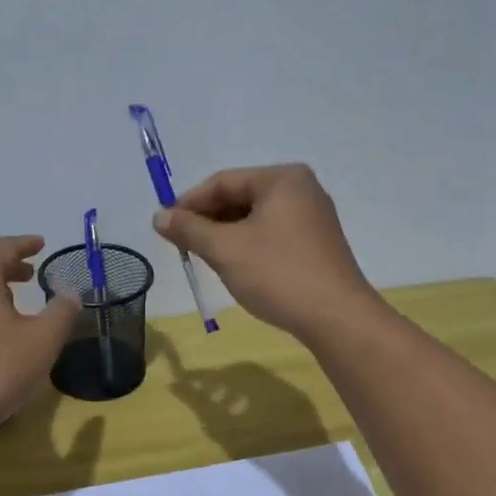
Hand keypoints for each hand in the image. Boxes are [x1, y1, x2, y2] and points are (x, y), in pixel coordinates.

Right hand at [152, 164, 377, 341]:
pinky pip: (271, 234)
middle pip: (240, 197)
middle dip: (207, 220)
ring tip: (204, 258)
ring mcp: (312, 217)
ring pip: (254, 218)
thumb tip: (159, 216)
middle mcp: (301, 189)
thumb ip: (189, 230)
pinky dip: (247, 245)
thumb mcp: (225, 250)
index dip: (188, 203)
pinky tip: (234, 266)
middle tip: (181, 246)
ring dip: (225, 235)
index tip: (164, 227)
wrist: (335, 317)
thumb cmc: (277, 274)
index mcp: (281, 179)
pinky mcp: (316, 244)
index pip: (222, 182)